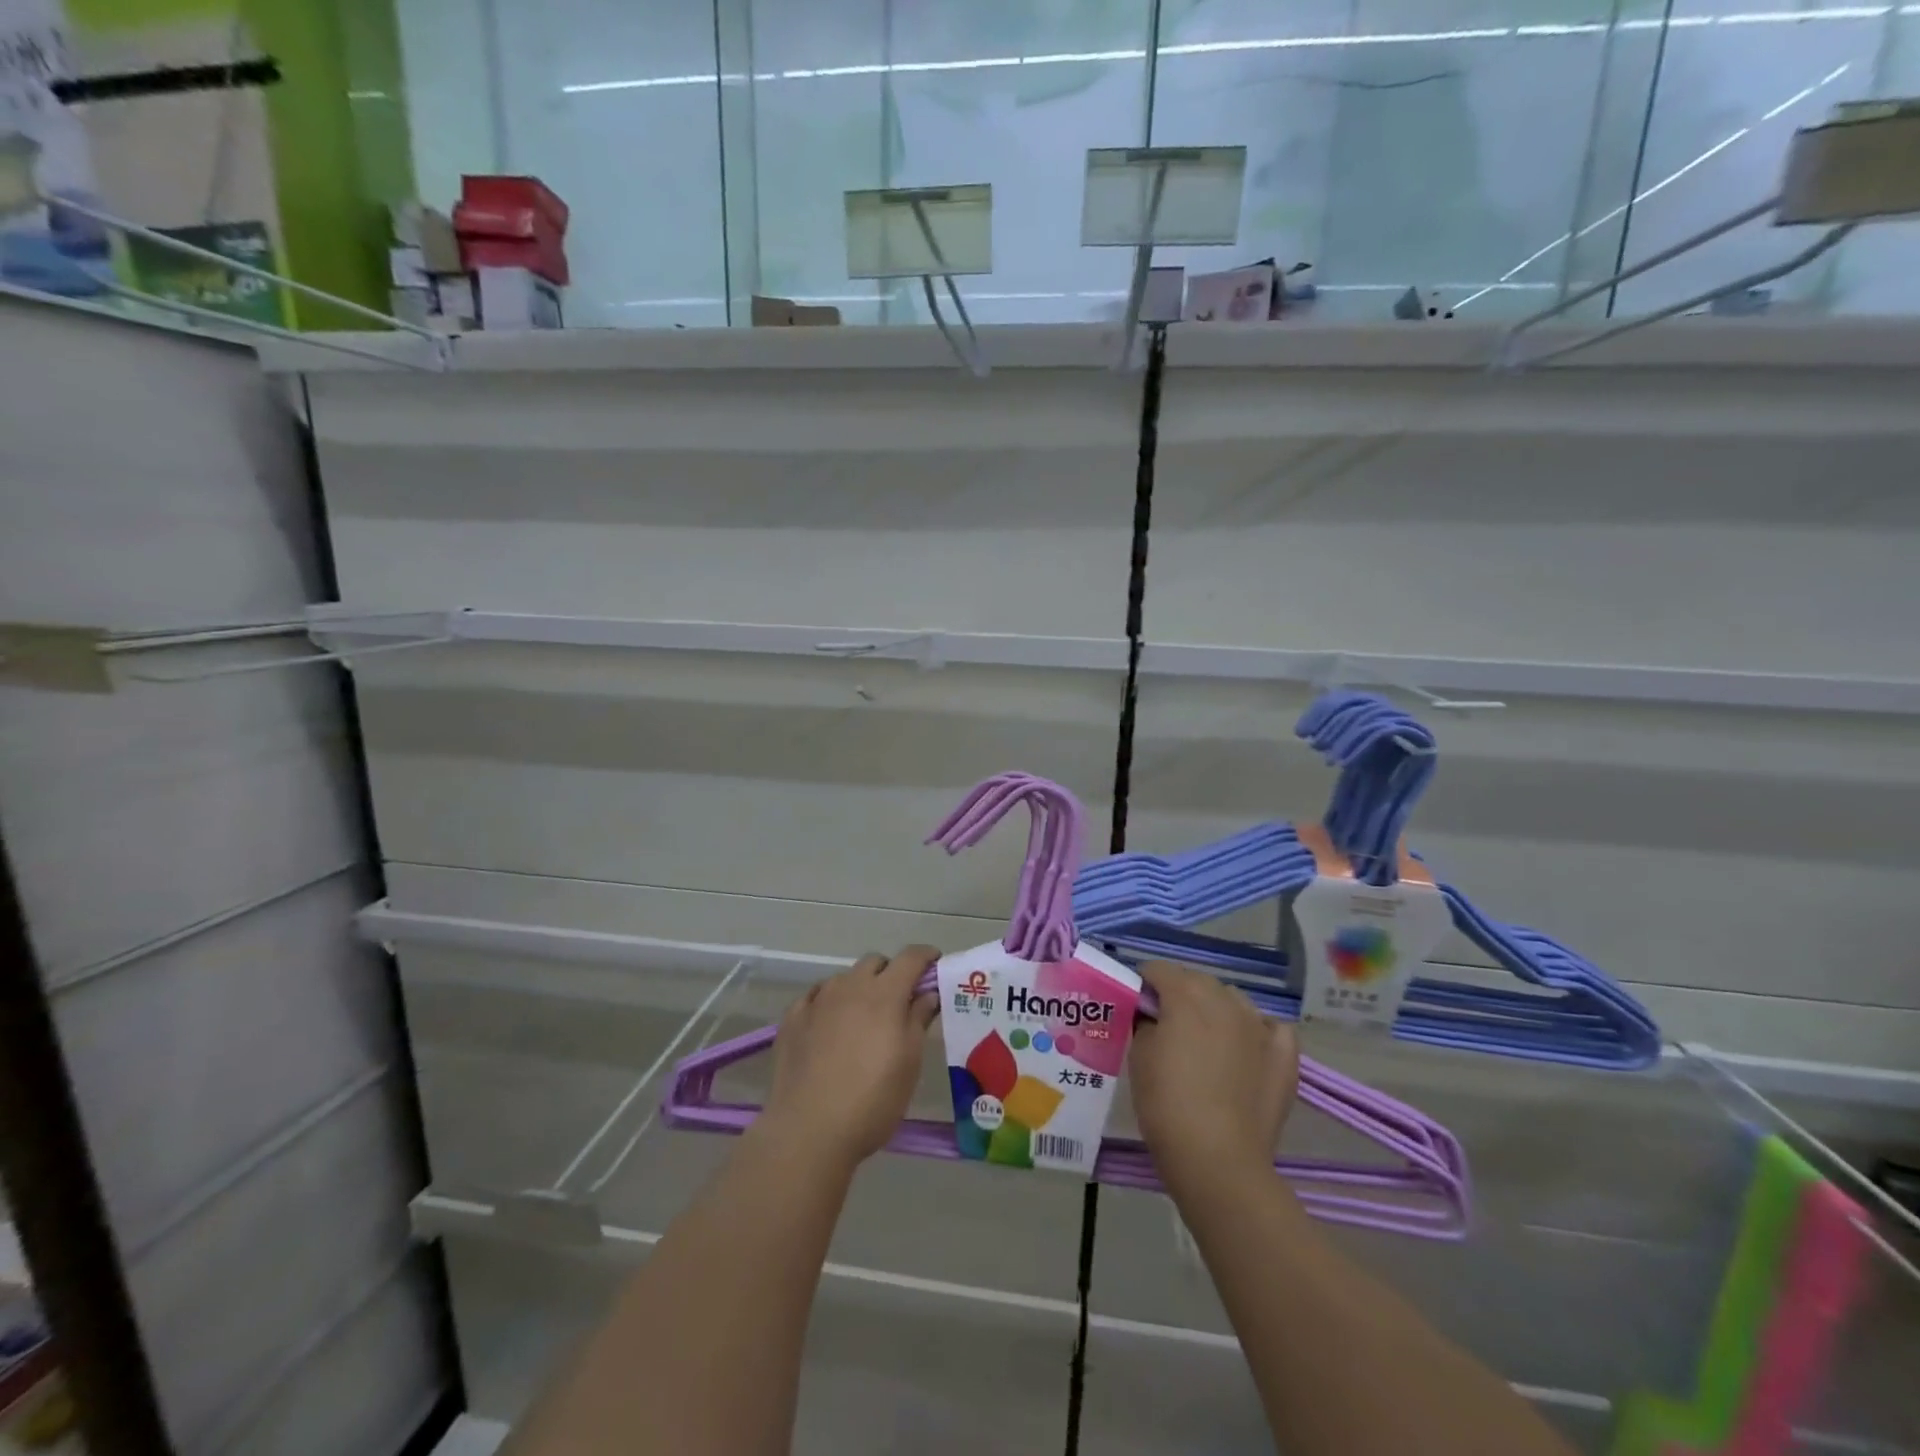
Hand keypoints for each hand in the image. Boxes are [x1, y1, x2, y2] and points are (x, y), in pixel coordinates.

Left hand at [759, 946, 940, 1171]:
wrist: (808, 1130)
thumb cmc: (872, 1099)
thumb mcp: (909, 1063)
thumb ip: (919, 1020)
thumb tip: (927, 994)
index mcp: (884, 994)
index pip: (910, 958)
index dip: (926, 956)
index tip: (935, 963)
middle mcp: (850, 987)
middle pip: (875, 962)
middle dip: (891, 972)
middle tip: (899, 1000)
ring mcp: (817, 1001)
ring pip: (844, 978)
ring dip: (859, 988)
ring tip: (863, 1019)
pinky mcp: (792, 1019)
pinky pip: (815, 996)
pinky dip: (829, 1003)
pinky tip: (829, 1025)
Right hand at [1129, 961, 1298, 1195]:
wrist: (1218, 1159)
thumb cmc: (1167, 1104)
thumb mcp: (1139, 1056)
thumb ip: (1145, 1023)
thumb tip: (1152, 1016)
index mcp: (1186, 996)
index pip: (1159, 970)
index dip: (1144, 984)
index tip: (1137, 1006)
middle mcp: (1225, 1001)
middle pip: (1197, 980)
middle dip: (1180, 992)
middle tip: (1166, 1024)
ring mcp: (1259, 1026)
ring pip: (1233, 999)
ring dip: (1216, 1008)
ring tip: (1206, 1038)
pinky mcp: (1284, 1055)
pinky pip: (1270, 1027)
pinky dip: (1257, 1029)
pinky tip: (1247, 1047)